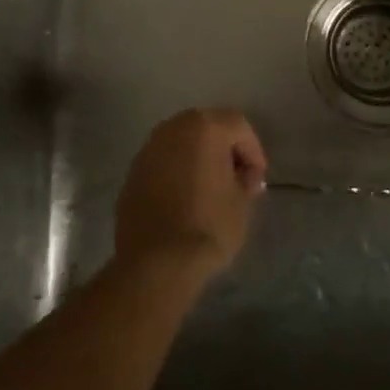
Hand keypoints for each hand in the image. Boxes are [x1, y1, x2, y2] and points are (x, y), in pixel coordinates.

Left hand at [115, 108, 267, 284]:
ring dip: (199, 158)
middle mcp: (174, 127)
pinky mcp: (133, 171)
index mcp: (205, 127)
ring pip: (182, 142)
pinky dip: (177, 171)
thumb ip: (246, 181)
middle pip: (208, 127)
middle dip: (224, 149)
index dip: (253, 151)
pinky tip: (184, 198)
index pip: (238, 126)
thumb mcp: (241, 203)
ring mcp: (149, 148)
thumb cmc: (208, 226)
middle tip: (235, 178)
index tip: (256, 179)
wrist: (155, 263)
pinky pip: (164, 161)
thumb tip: (244, 177)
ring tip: (210, 188)